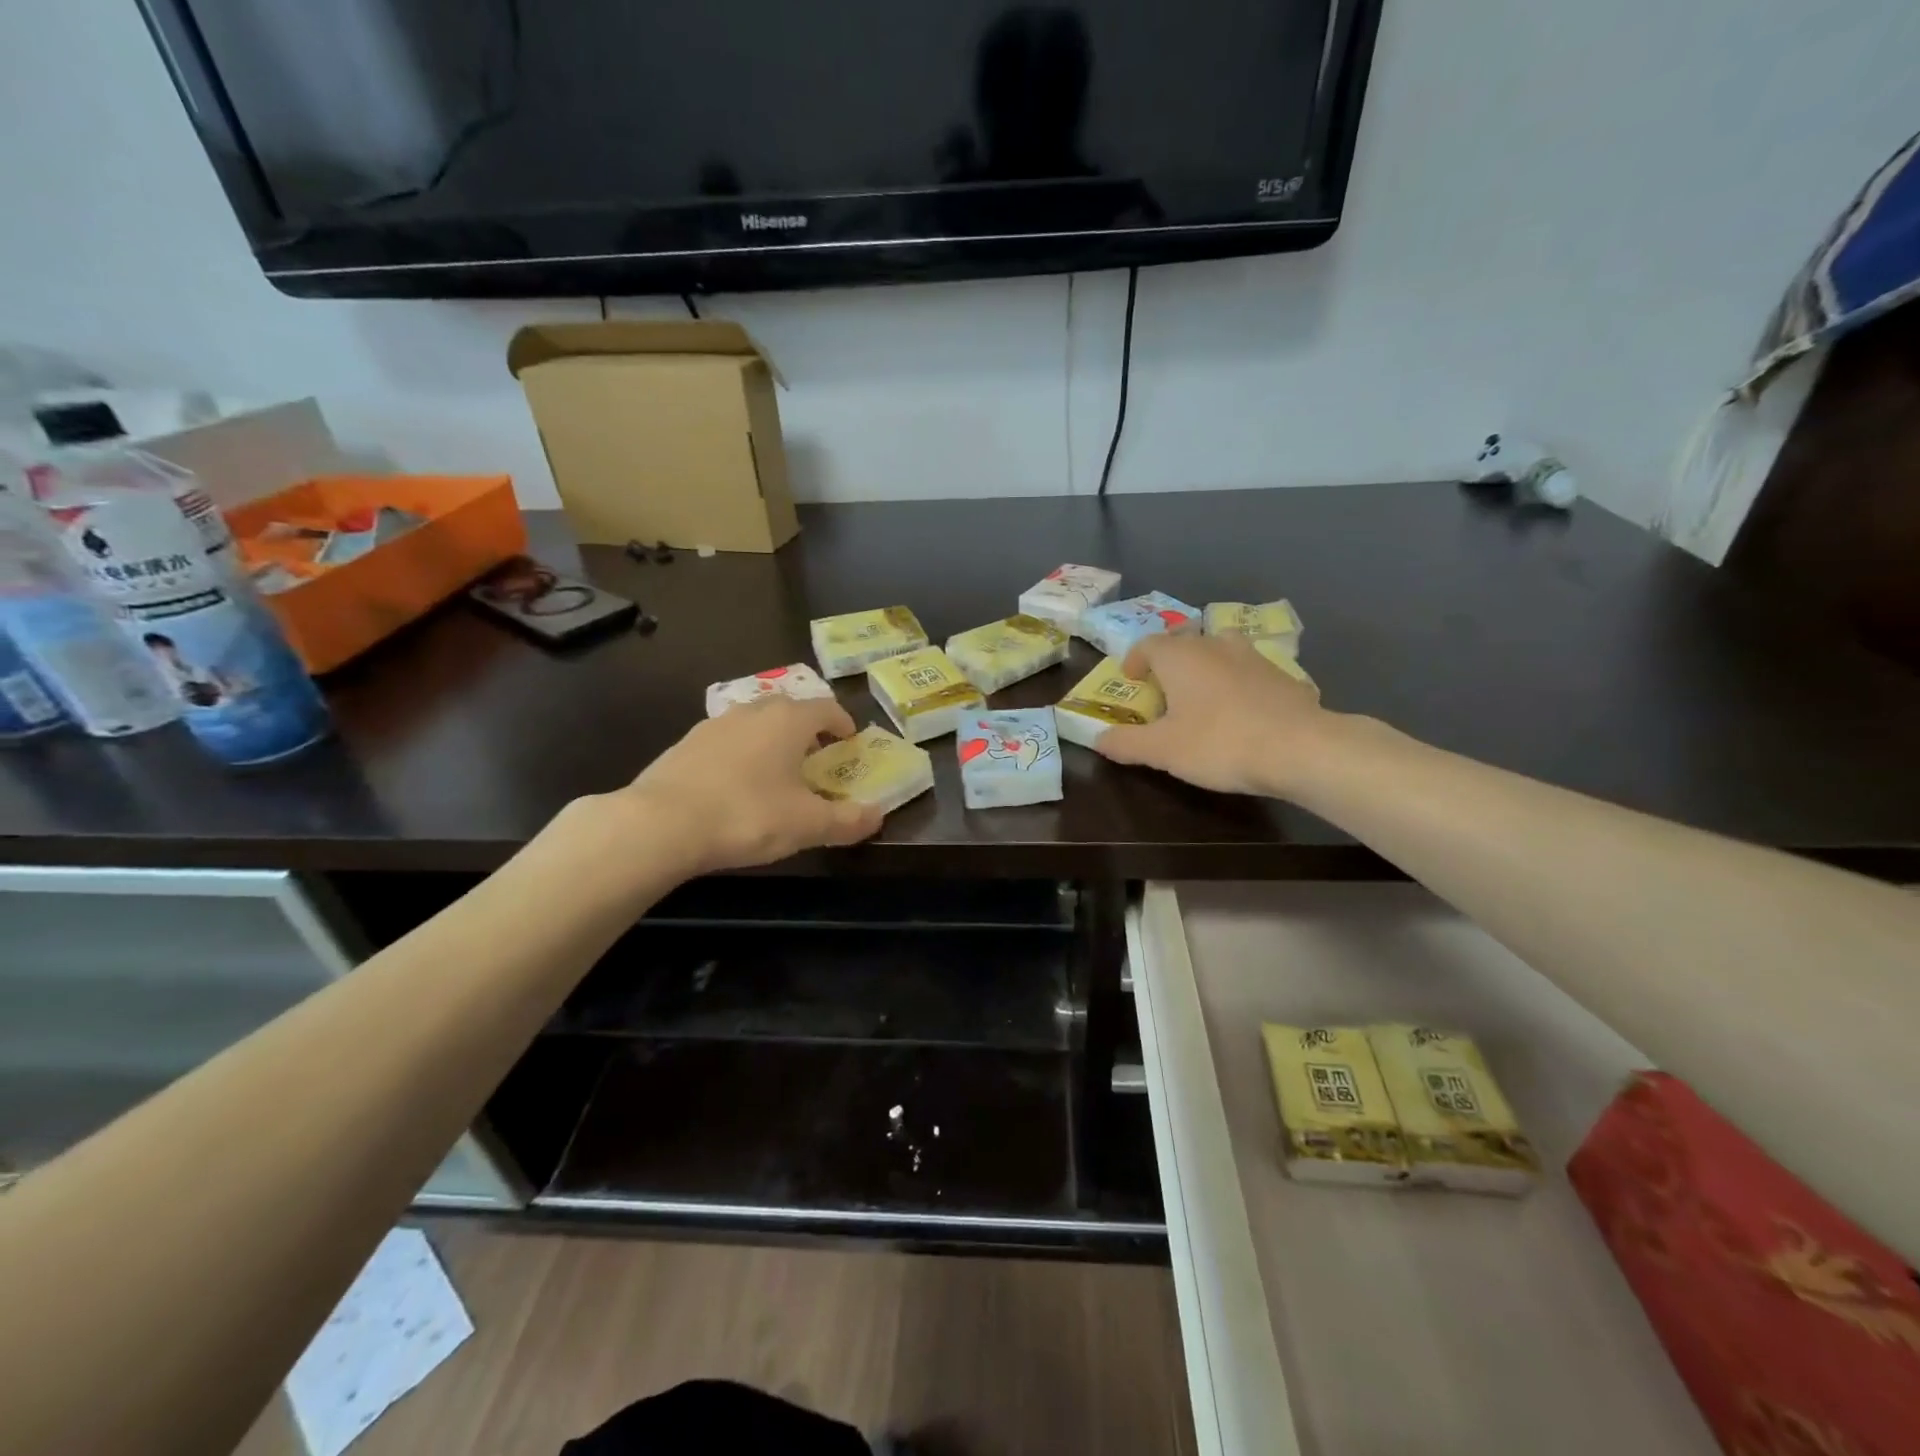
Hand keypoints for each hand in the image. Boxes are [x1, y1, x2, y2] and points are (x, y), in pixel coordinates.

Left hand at [619, 697, 883, 874]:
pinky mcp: (685, 744)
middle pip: (789, 709)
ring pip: (754, 722)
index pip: (826, 708)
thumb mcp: (807, 825)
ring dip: (772, 739)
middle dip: (808, 728)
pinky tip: (736, 784)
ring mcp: (714, 725)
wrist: (660, 824)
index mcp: (788, 721)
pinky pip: (726, 741)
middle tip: (817, 754)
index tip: (849, 739)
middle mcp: (752, 711)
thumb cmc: (747, 815)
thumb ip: (847, 820)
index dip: (842, 722)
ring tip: (777, 769)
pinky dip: (741, 753)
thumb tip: (879, 816)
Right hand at [1095, 634, 1330, 797]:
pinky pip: (1249, 671)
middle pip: (1185, 642)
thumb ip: (1125, 743)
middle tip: (1163, 690)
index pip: (1148, 644)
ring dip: (1206, 667)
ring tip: (1202, 695)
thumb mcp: (1162, 751)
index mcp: (1180, 656)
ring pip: (1220, 650)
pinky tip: (1242, 712)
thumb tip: (1098, 739)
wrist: (1301, 748)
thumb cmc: (1220, 743)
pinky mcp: (1283, 675)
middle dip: (1170, 661)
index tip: (1131, 679)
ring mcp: (1253, 656)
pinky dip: (1237, 683)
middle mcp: (1215, 645)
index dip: (1135, 659)